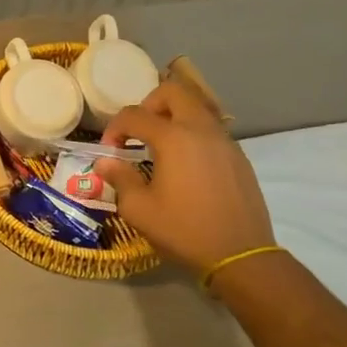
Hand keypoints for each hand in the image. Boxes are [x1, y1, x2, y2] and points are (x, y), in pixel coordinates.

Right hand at [94, 78, 275, 281]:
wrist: (241, 255)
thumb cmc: (184, 230)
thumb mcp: (139, 209)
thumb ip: (119, 178)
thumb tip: (105, 162)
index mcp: (174, 138)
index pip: (134, 115)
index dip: (115, 128)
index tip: (110, 151)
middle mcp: (201, 129)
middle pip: (174, 91)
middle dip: (149, 104)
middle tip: (139, 132)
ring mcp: (225, 141)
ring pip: (197, 107)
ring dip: (174, 117)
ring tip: (161, 147)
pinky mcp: (239, 157)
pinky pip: (211, 129)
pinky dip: (193, 134)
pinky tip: (186, 165)